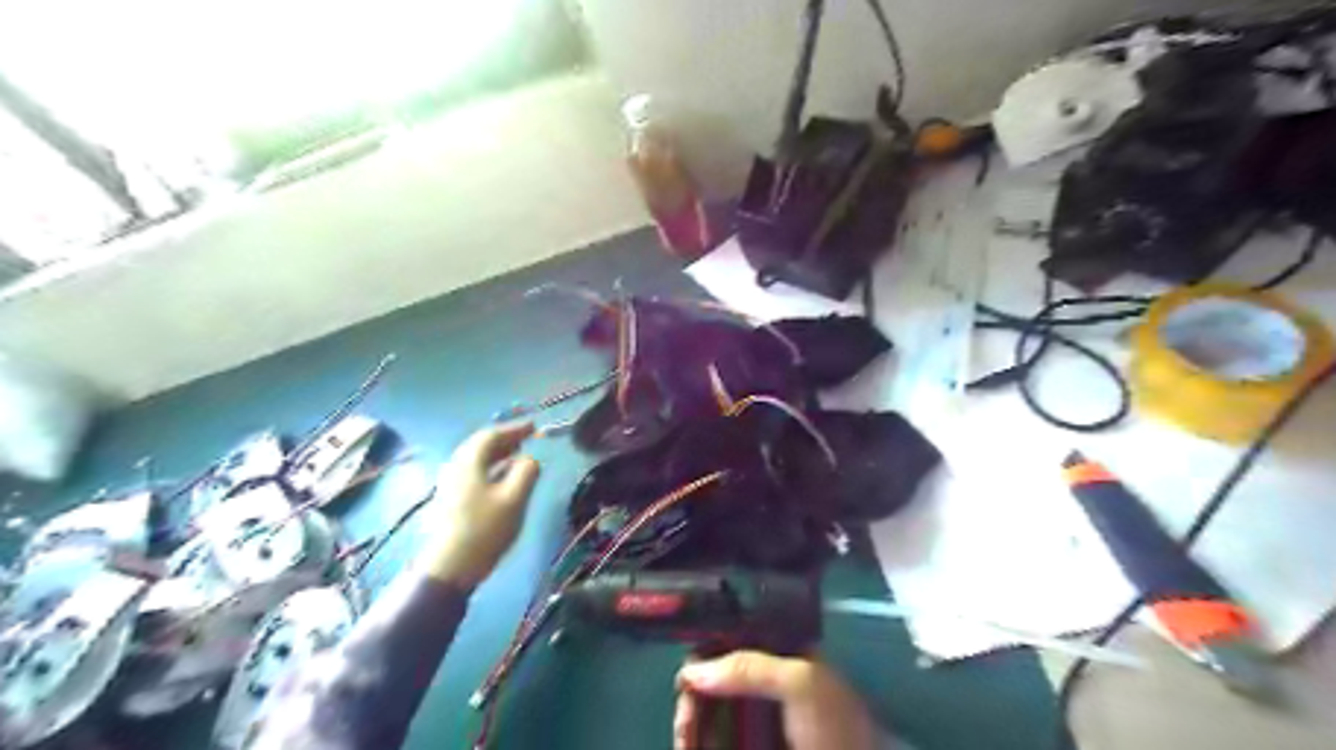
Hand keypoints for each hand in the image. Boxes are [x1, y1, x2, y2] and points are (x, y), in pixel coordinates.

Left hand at [418, 421, 537, 584]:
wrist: (451, 566)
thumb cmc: (485, 529)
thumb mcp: (514, 498)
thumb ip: (527, 472)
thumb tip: (531, 459)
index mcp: (469, 462)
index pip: (491, 435)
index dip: (514, 429)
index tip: (534, 427)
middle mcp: (455, 467)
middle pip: (480, 445)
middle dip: (505, 440)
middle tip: (527, 438)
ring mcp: (450, 484)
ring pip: (476, 460)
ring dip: (499, 454)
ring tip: (519, 455)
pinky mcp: (451, 500)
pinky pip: (473, 473)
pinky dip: (491, 468)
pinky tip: (504, 478)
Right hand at [680, 650, 878, 749]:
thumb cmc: (836, 726)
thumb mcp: (801, 683)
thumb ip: (750, 667)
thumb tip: (692, 671)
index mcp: (779, 653)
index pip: (731, 638)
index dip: (704, 652)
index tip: (686, 674)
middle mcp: (764, 679)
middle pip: (713, 675)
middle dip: (693, 696)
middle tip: (685, 725)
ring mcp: (756, 715)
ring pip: (708, 708)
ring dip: (690, 723)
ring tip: (686, 743)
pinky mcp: (749, 741)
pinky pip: (714, 735)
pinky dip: (698, 739)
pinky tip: (690, 746)